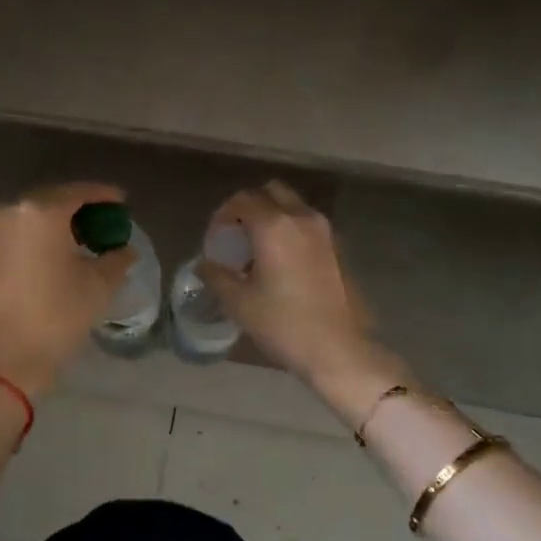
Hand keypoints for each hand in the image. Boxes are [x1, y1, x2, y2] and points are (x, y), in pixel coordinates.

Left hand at [0, 183, 135, 397]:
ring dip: (56, 223)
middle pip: (52, 200)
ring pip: (30, 216)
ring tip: (81, 240)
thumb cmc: (57, 318)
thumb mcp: (99, 287)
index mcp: (40, 212)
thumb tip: (124, 250)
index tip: (122, 202)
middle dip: (79, 209)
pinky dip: (36, 236)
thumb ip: (117, 258)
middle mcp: (9, 211)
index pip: (79, 192)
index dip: (104, 195)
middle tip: (103, 223)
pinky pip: (15, 232)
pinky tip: (53, 254)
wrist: (4, 360)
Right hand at [199, 181, 392, 396]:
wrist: (336, 348)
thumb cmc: (282, 323)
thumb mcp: (239, 302)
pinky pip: (307, 224)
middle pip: (271, 192)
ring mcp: (324, 231)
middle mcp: (301, 218)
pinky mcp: (337, 248)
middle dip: (250, 206)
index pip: (242, 200)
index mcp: (274, 225)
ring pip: (293, 206)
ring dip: (272, 216)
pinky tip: (280, 261)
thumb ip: (216, 276)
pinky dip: (290, 230)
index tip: (215, 238)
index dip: (223, 214)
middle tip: (236, 235)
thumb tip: (203, 265)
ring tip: (257, 249)